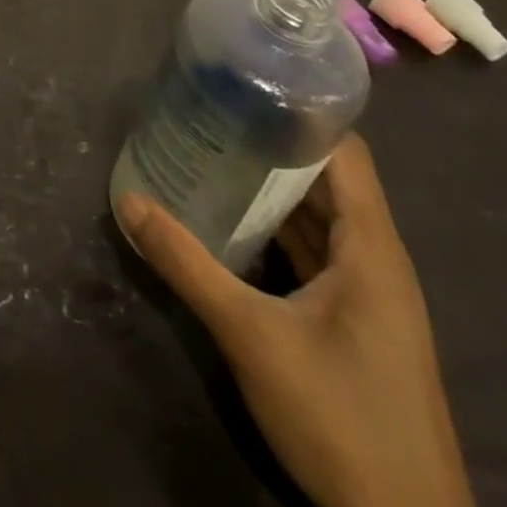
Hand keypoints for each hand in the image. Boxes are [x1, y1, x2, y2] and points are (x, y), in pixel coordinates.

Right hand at [117, 136, 476, 506]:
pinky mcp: (355, 325)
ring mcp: (369, 297)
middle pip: (326, 182)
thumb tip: (129, 203)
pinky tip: (231, 225)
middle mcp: (377, 262)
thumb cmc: (342, 418)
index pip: (344, 153)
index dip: (300, 114)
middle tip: (208, 116)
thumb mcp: (252, 337)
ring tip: (210, 156)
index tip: (243, 88)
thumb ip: (188, 265)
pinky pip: (315, 256)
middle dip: (270, 148)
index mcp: (373, 249)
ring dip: (271, 192)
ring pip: (319, 221)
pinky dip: (276, 232)